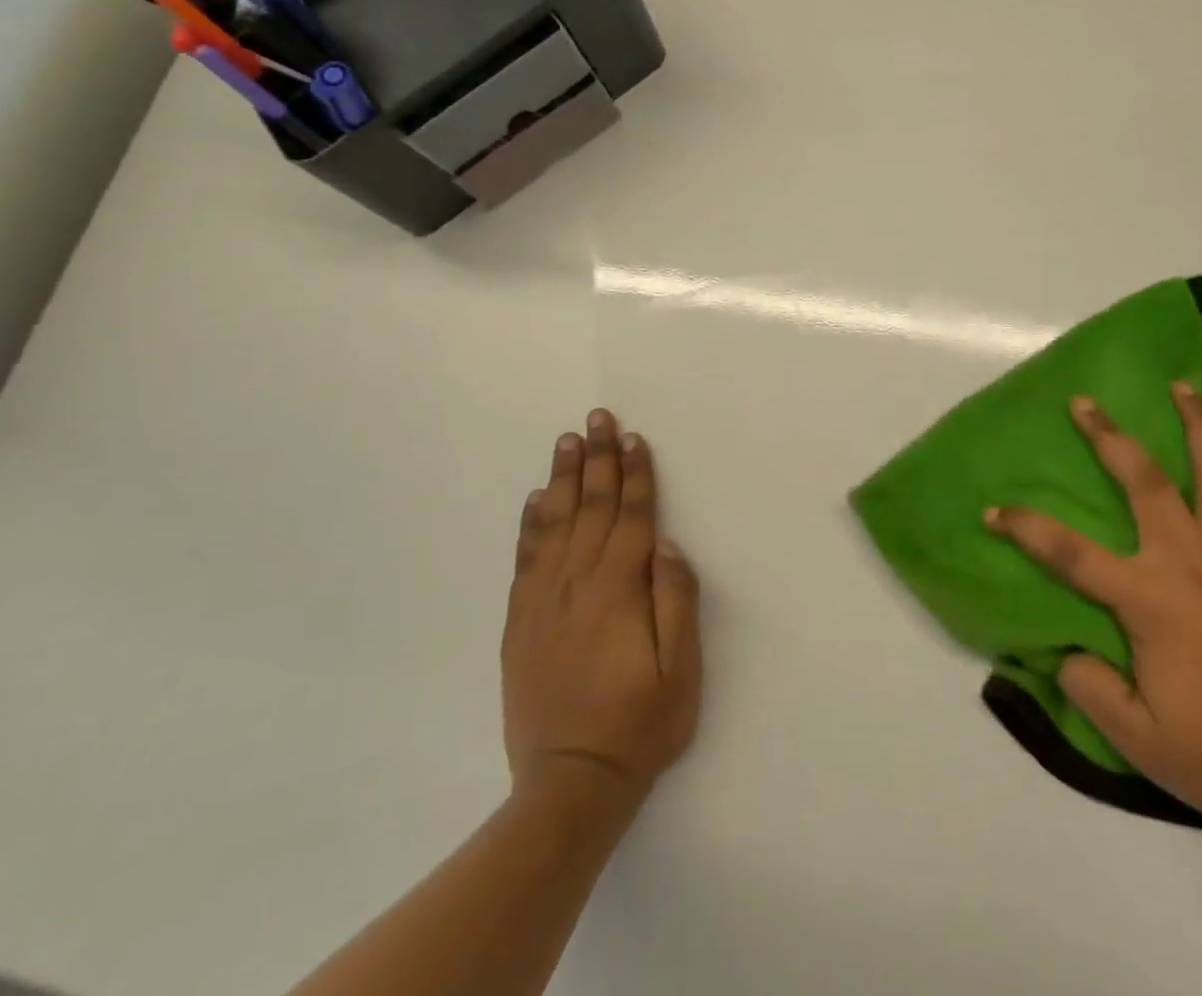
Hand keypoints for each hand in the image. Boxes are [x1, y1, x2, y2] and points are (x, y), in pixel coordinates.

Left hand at [502, 409, 701, 804]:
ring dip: (563, 478)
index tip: (635, 438)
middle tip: (598, 417)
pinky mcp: (520, 621)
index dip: (636, 474)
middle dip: (598, 458)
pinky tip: (534, 498)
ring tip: (568, 440)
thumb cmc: (639, 726)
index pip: (632, 516)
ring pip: (554, 522)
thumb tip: (668, 546)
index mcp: (618, 590)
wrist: (569, 785)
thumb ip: (676, 602)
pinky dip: (530, 522)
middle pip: (591, 506)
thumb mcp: (681, 671)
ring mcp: (543, 600)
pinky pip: (525, 557)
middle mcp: (577, 583)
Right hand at [985, 385, 1201, 836]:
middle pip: (1144, 480)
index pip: (1068, 553)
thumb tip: (1067, 653)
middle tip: (1084, 403)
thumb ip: (1091, 690)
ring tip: (1184, 388)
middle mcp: (1193, 558)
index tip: (994, 510)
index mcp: (1149, 597)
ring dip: (1200, 424)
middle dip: (1108, 436)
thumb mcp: (1141, 742)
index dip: (1025, 528)